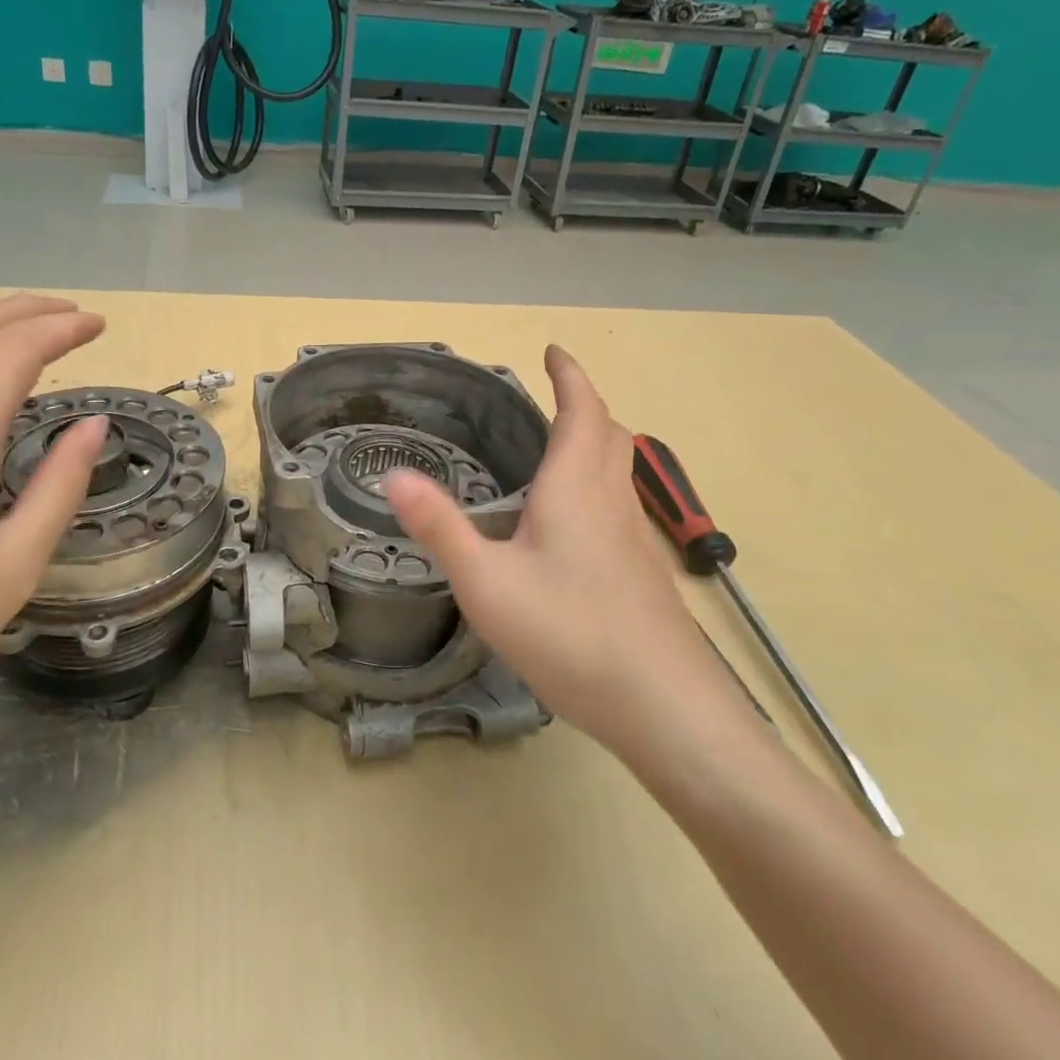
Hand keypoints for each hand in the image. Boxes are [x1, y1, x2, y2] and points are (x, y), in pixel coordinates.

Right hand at [384, 346, 763, 785]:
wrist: (666, 708)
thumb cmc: (570, 634)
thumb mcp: (487, 583)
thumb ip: (440, 527)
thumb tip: (393, 476)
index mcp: (575, 489)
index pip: (580, 412)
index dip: (569, 376)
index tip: (553, 351)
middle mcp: (611, 502)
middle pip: (609, 434)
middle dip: (584, 404)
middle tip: (555, 393)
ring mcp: (634, 539)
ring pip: (619, 470)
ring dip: (596, 443)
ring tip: (561, 447)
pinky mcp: (642, 573)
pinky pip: (619, 505)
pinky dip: (598, 484)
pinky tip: (575, 525)